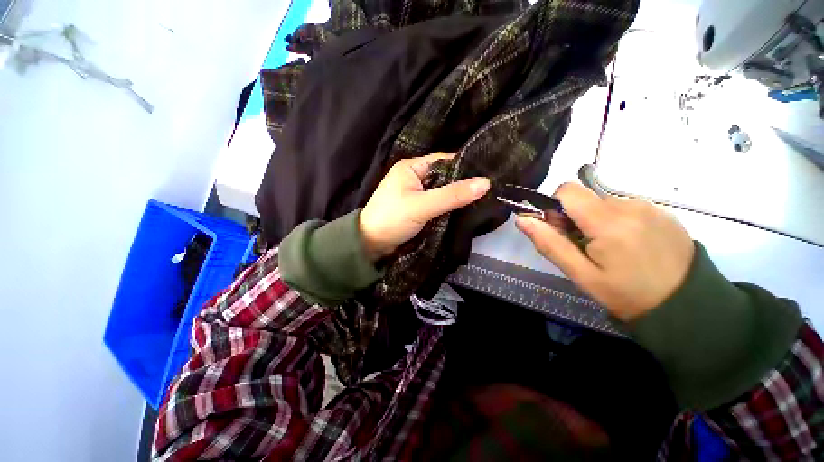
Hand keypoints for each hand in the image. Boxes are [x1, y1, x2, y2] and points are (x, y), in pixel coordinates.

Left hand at [359, 153, 489, 262]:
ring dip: (457, 197)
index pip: (443, 161)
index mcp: (411, 167)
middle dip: (463, 184)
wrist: (371, 244)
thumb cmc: (392, 219)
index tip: (488, 173)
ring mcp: (416, 194)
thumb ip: (452, 195)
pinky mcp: (418, 208)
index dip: (464, 166)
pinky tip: (466, 210)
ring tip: (484, 199)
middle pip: (444, 177)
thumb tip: (486, 183)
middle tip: (490, 189)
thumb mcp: (423, 206)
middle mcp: (414, 177)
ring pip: (442, 192)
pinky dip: (449, 207)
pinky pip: (438, 204)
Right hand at [515, 183, 694, 320]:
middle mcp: (630, 205)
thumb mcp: (581, 274)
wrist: (687, 305)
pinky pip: (624, 206)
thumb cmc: (627, 294)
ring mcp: (649, 206)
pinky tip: (629, 244)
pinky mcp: (661, 210)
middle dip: (574, 216)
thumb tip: (522, 218)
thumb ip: (549, 243)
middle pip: (585, 197)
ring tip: (609, 248)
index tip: (560, 229)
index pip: (568, 190)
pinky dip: (616, 220)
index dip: (555, 206)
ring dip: (596, 219)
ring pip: (603, 201)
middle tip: (584, 245)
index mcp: (608, 222)